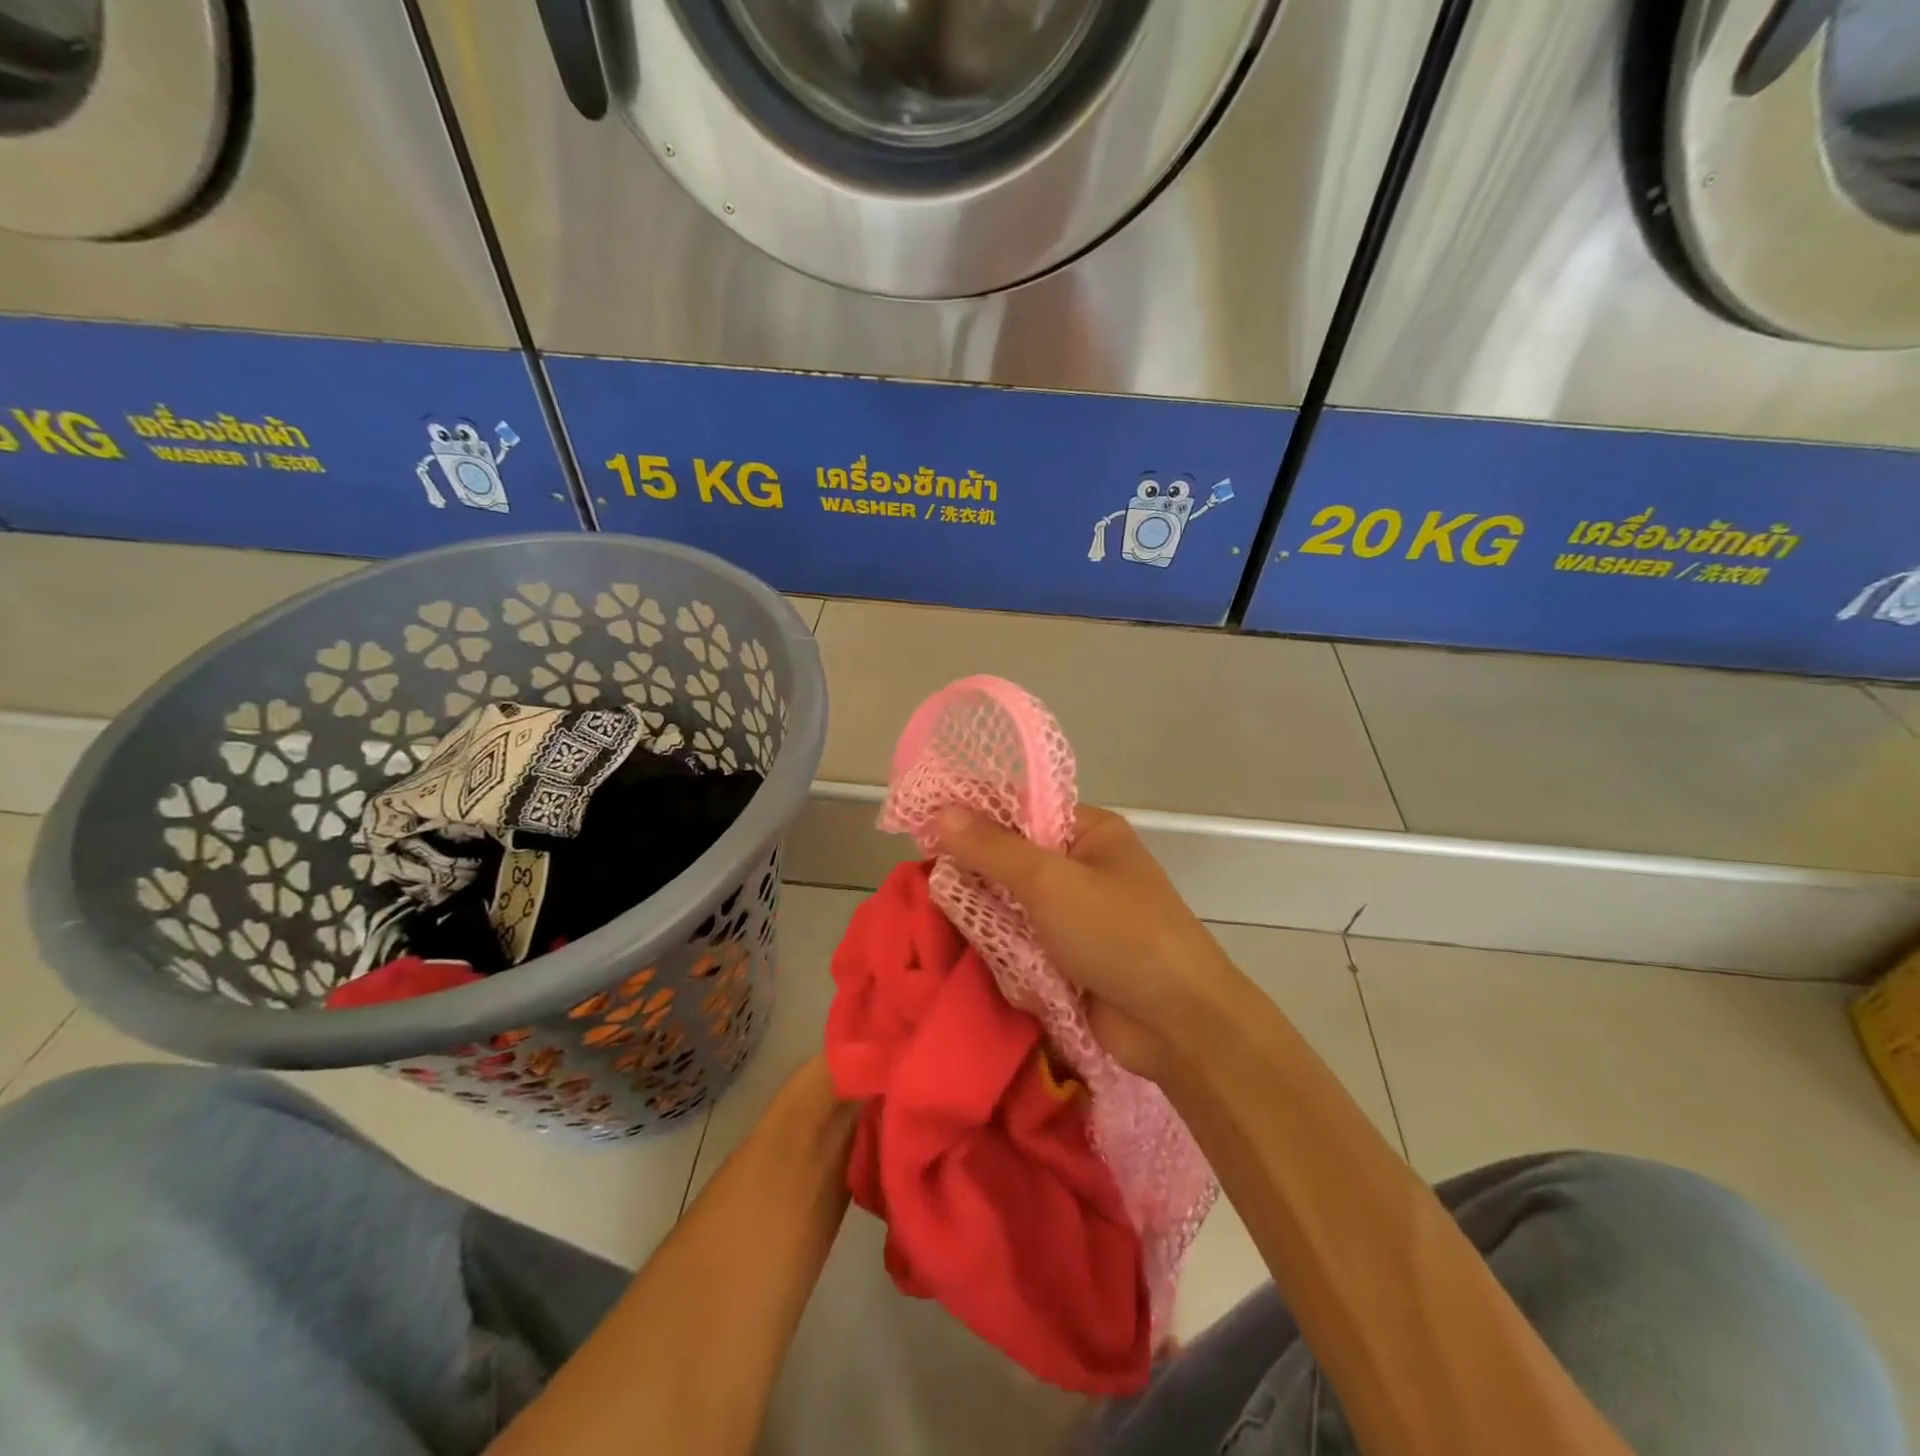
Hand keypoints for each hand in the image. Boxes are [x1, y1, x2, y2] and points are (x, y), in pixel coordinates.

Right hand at [932, 805, 1240, 1080]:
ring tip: (941, 919)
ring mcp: (1077, 916)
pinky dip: (1001, 948)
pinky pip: (1022, 942)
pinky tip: (970, 951)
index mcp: (1089, 831)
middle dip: (975, 872)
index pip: (1020, 809)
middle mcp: (1082, 867)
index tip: (923, 828)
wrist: (1178, 1024)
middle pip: (1013, 859)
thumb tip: (940, 812)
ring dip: (986, 915)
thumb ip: (992, 849)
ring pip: (1013, 904)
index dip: (973, 816)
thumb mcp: (1050, 881)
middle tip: (927, 881)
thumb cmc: (1119, 933)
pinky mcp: (1069, 958)